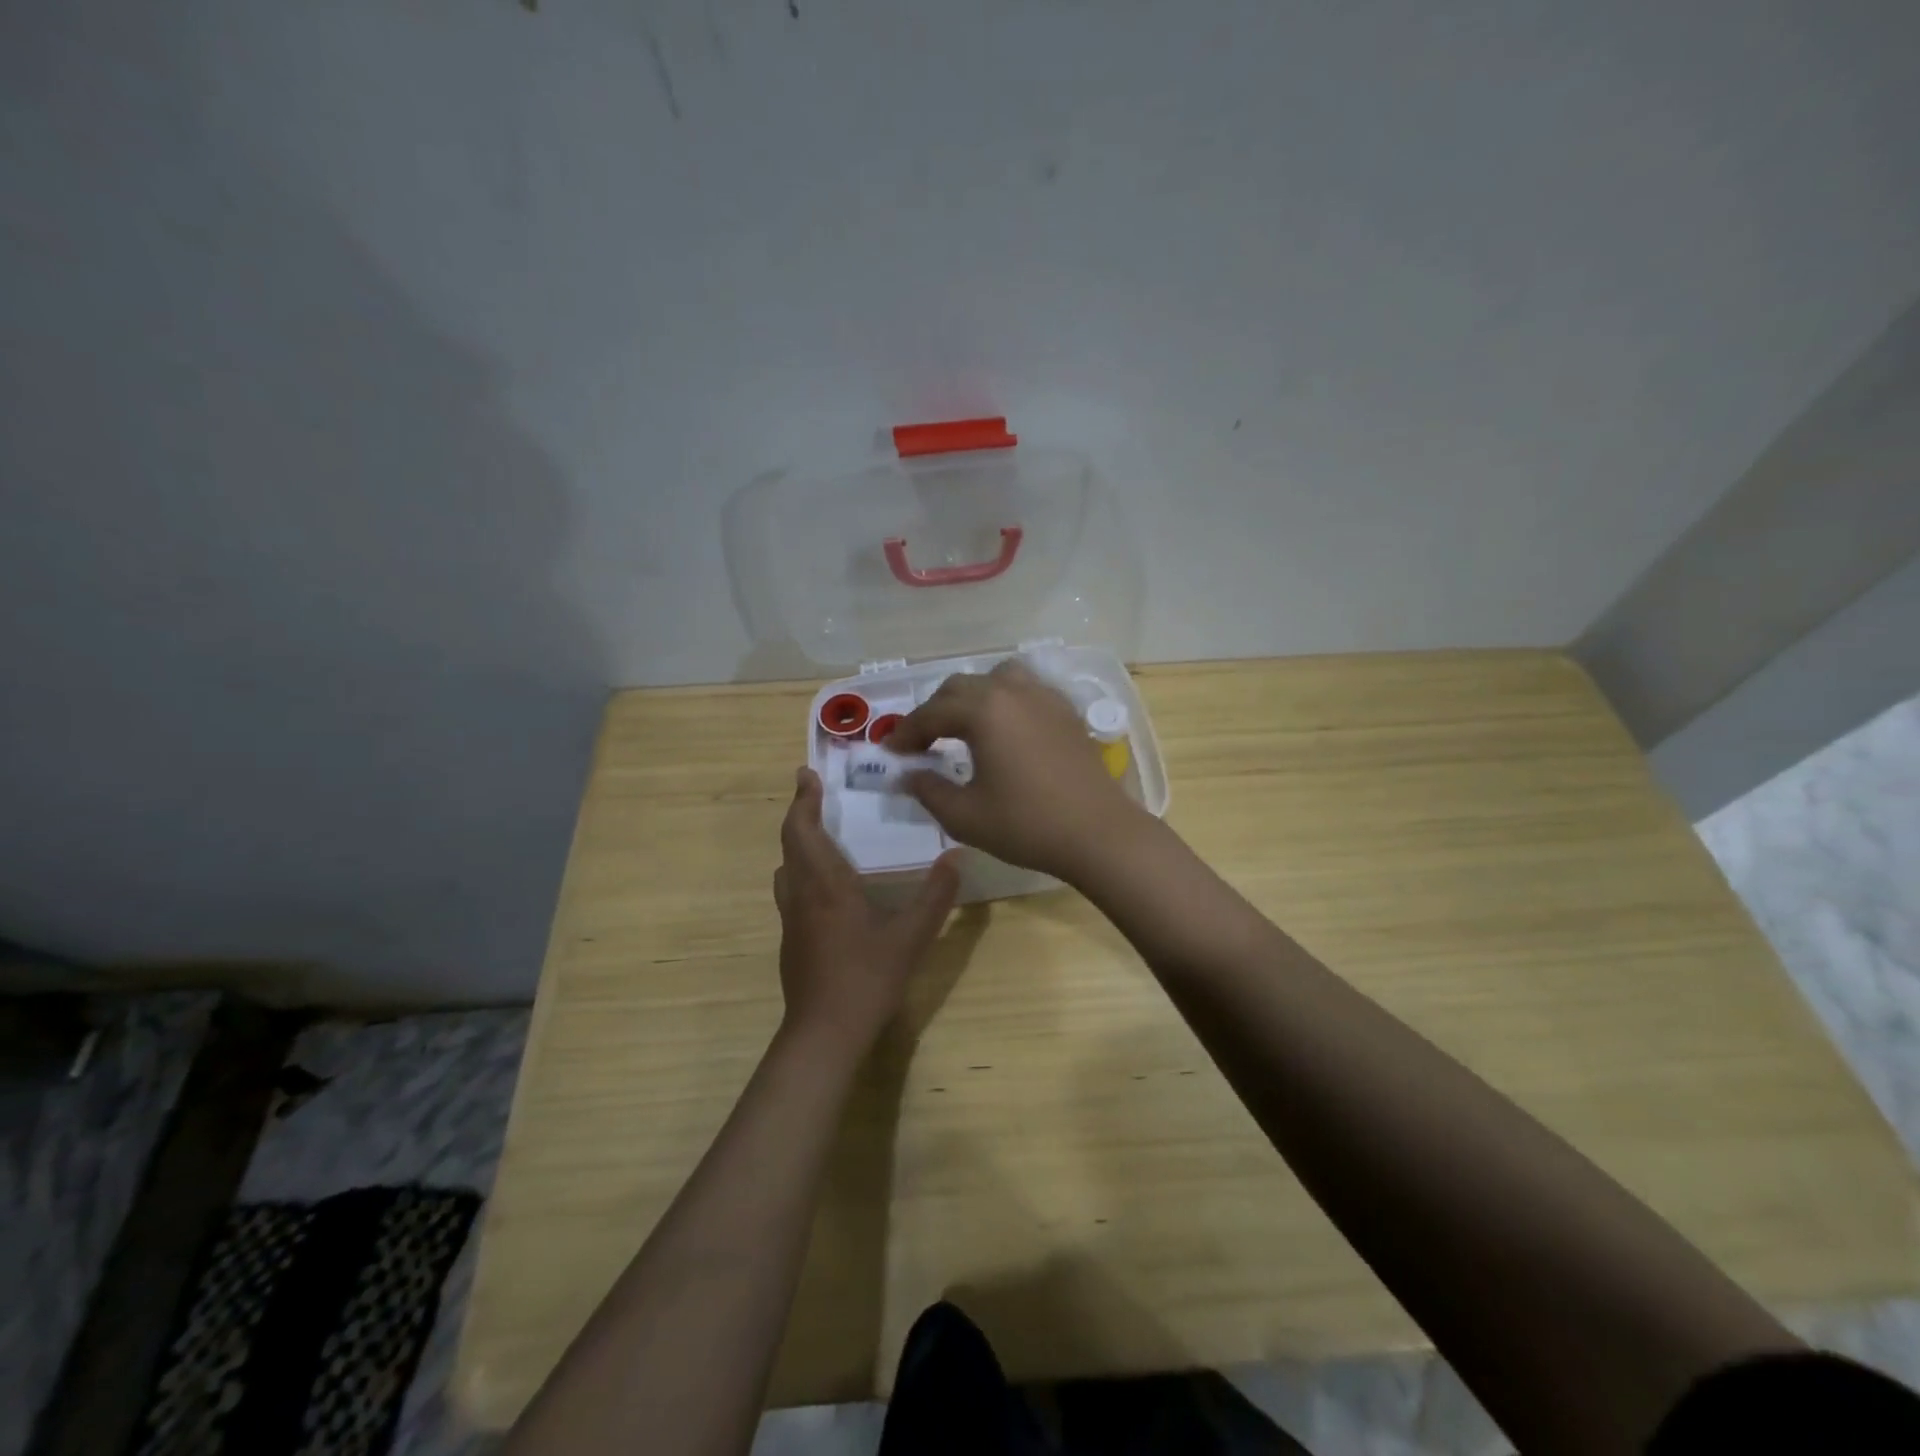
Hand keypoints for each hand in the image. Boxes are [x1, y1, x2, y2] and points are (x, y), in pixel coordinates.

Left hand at [774, 767, 958, 1054]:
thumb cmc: (866, 978)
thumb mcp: (911, 937)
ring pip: (787, 869)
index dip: (803, 800)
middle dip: (800, 814)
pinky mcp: (791, 940)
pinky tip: (827, 886)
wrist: (824, 1033)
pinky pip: (791, 891)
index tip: (807, 775)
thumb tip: (956, 857)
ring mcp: (791, 919)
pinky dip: (802, 871)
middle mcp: (801, 894)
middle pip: (790, 844)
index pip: (803, 830)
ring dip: (798, 844)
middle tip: (814, 794)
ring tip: (821, 834)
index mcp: (826, 885)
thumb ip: (935, 896)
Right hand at [887, 658, 1144, 879]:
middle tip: (920, 744)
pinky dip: (1003, 701)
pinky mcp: (1066, 711)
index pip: (932, 713)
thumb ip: (928, 790)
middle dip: (934, 712)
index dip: (906, 733)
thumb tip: (908, 774)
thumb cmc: (1027, 825)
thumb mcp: (965, 816)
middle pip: (960, 688)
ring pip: (995, 679)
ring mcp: (1044, 697)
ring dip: (970, 698)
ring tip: (962, 727)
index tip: (890, 753)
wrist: (1099, 834)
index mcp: (984, 710)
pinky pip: (1025, 690)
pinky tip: (1003, 730)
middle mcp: (1012, 691)